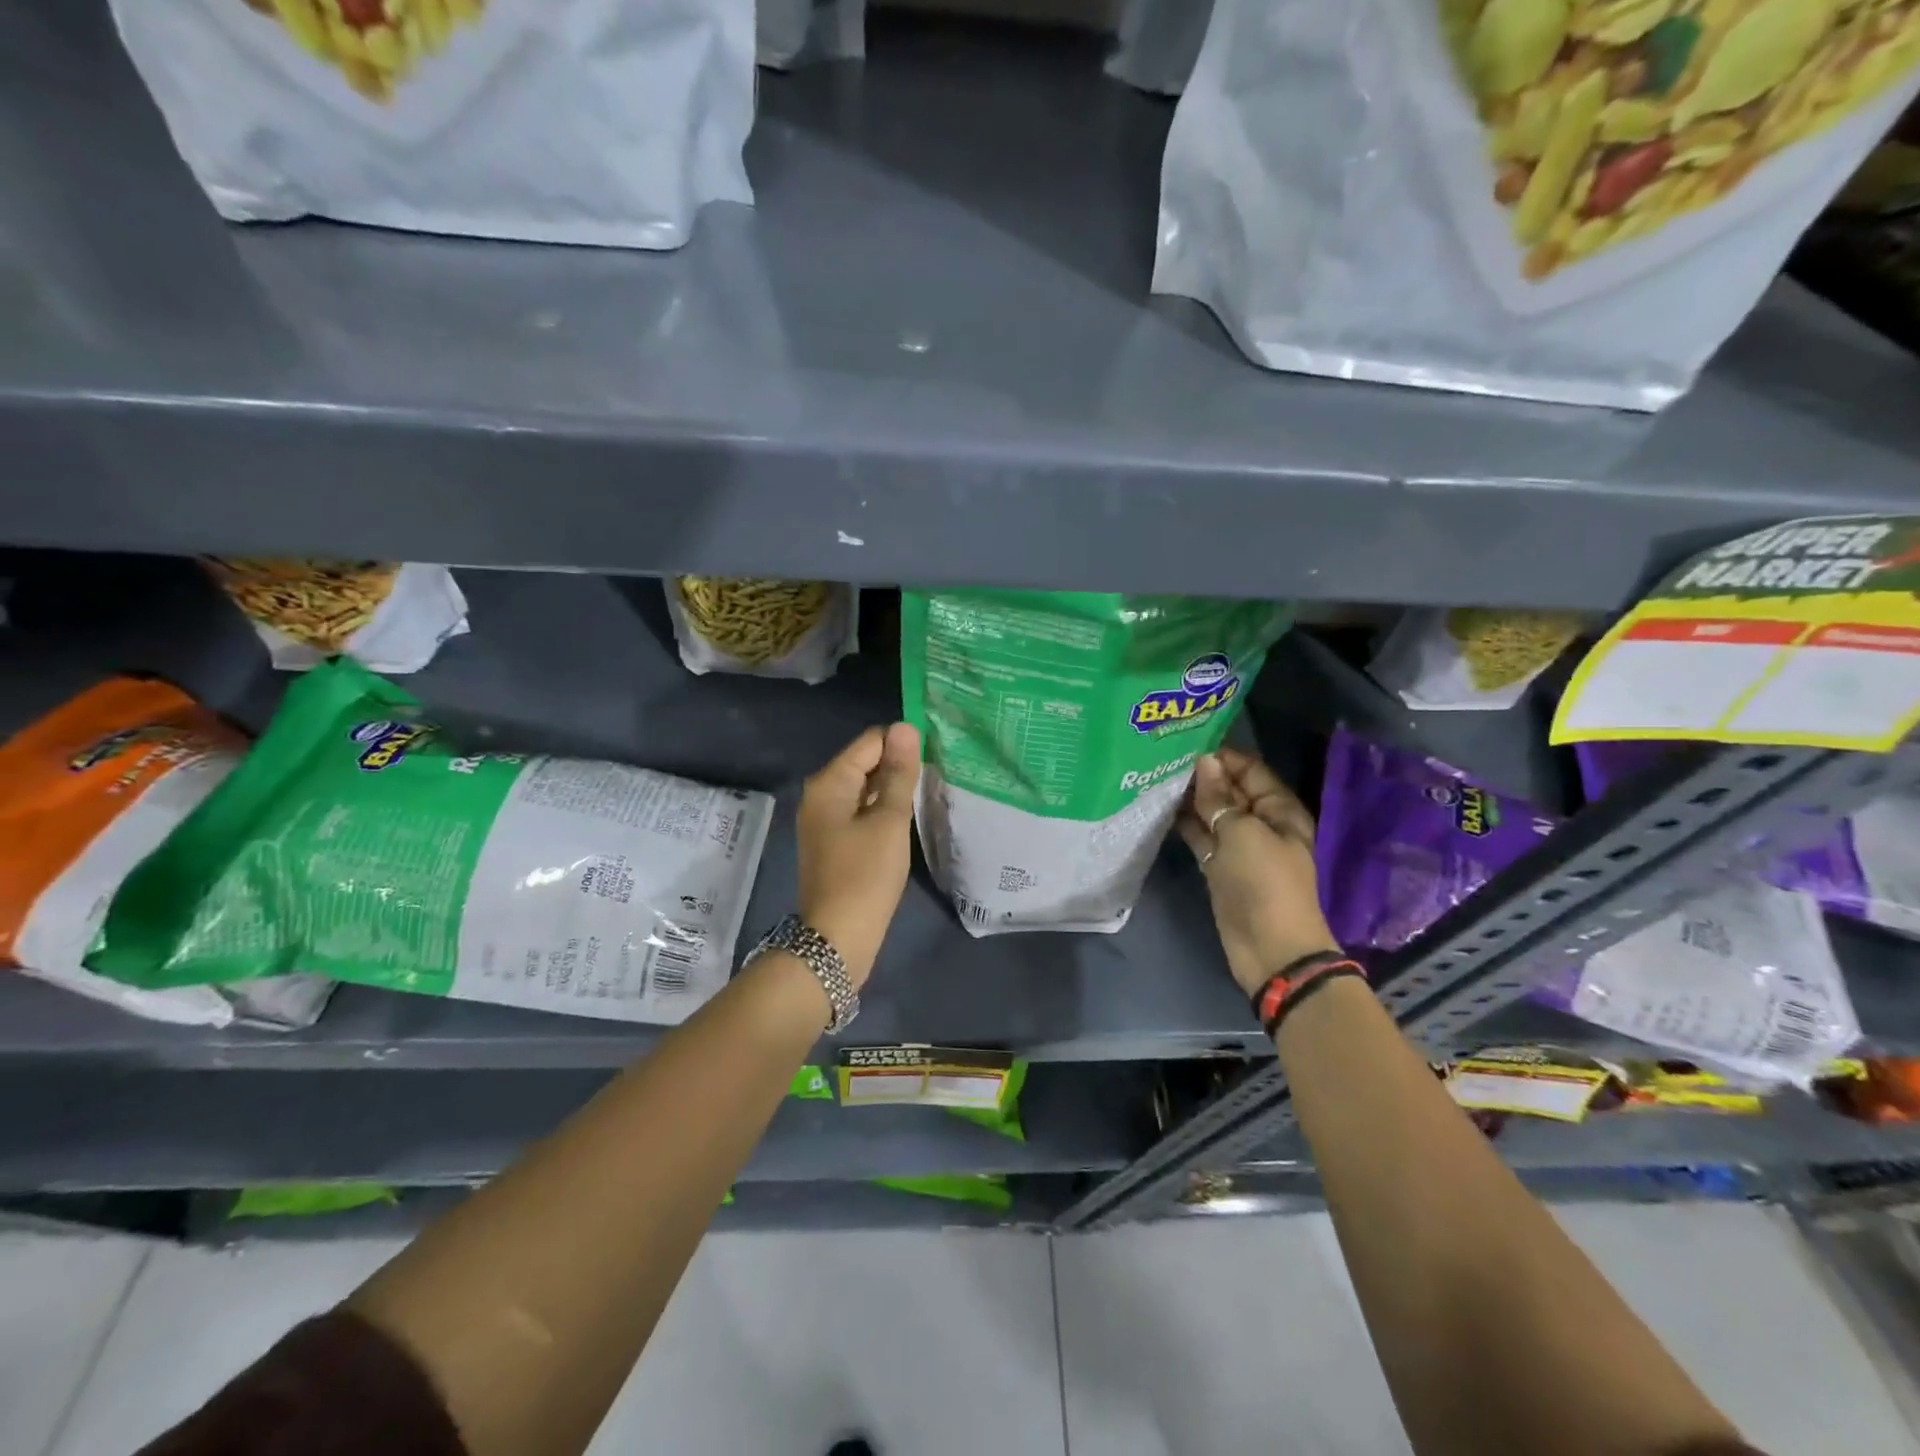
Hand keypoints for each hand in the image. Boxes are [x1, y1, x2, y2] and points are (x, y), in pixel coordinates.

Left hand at [796, 722, 921, 986]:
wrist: (837, 939)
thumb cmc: (866, 875)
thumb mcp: (889, 820)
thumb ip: (899, 773)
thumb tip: (905, 726)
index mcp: (829, 782)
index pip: (870, 741)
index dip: (902, 744)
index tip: (934, 757)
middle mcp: (820, 794)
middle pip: (864, 763)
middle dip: (897, 765)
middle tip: (935, 775)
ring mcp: (824, 820)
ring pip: (864, 788)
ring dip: (892, 789)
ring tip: (927, 793)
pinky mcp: (833, 842)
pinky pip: (860, 811)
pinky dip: (881, 810)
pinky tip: (905, 819)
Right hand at [1177, 747, 1339, 997]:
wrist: (1269, 948)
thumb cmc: (1264, 882)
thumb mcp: (1243, 833)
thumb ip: (1220, 798)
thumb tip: (1205, 762)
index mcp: (1279, 810)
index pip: (1251, 771)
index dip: (1223, 757)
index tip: (1186, 743)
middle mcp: (1261, 823)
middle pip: (1230, 791)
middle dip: (1202, 776)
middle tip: (1162, 758)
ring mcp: (1239, 847)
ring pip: (1213, 814)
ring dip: (1190, 800)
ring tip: (1155, 778)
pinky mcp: (1220, 867)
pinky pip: (1202, 838)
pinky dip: (1185, 825)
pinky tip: (1159, 810)